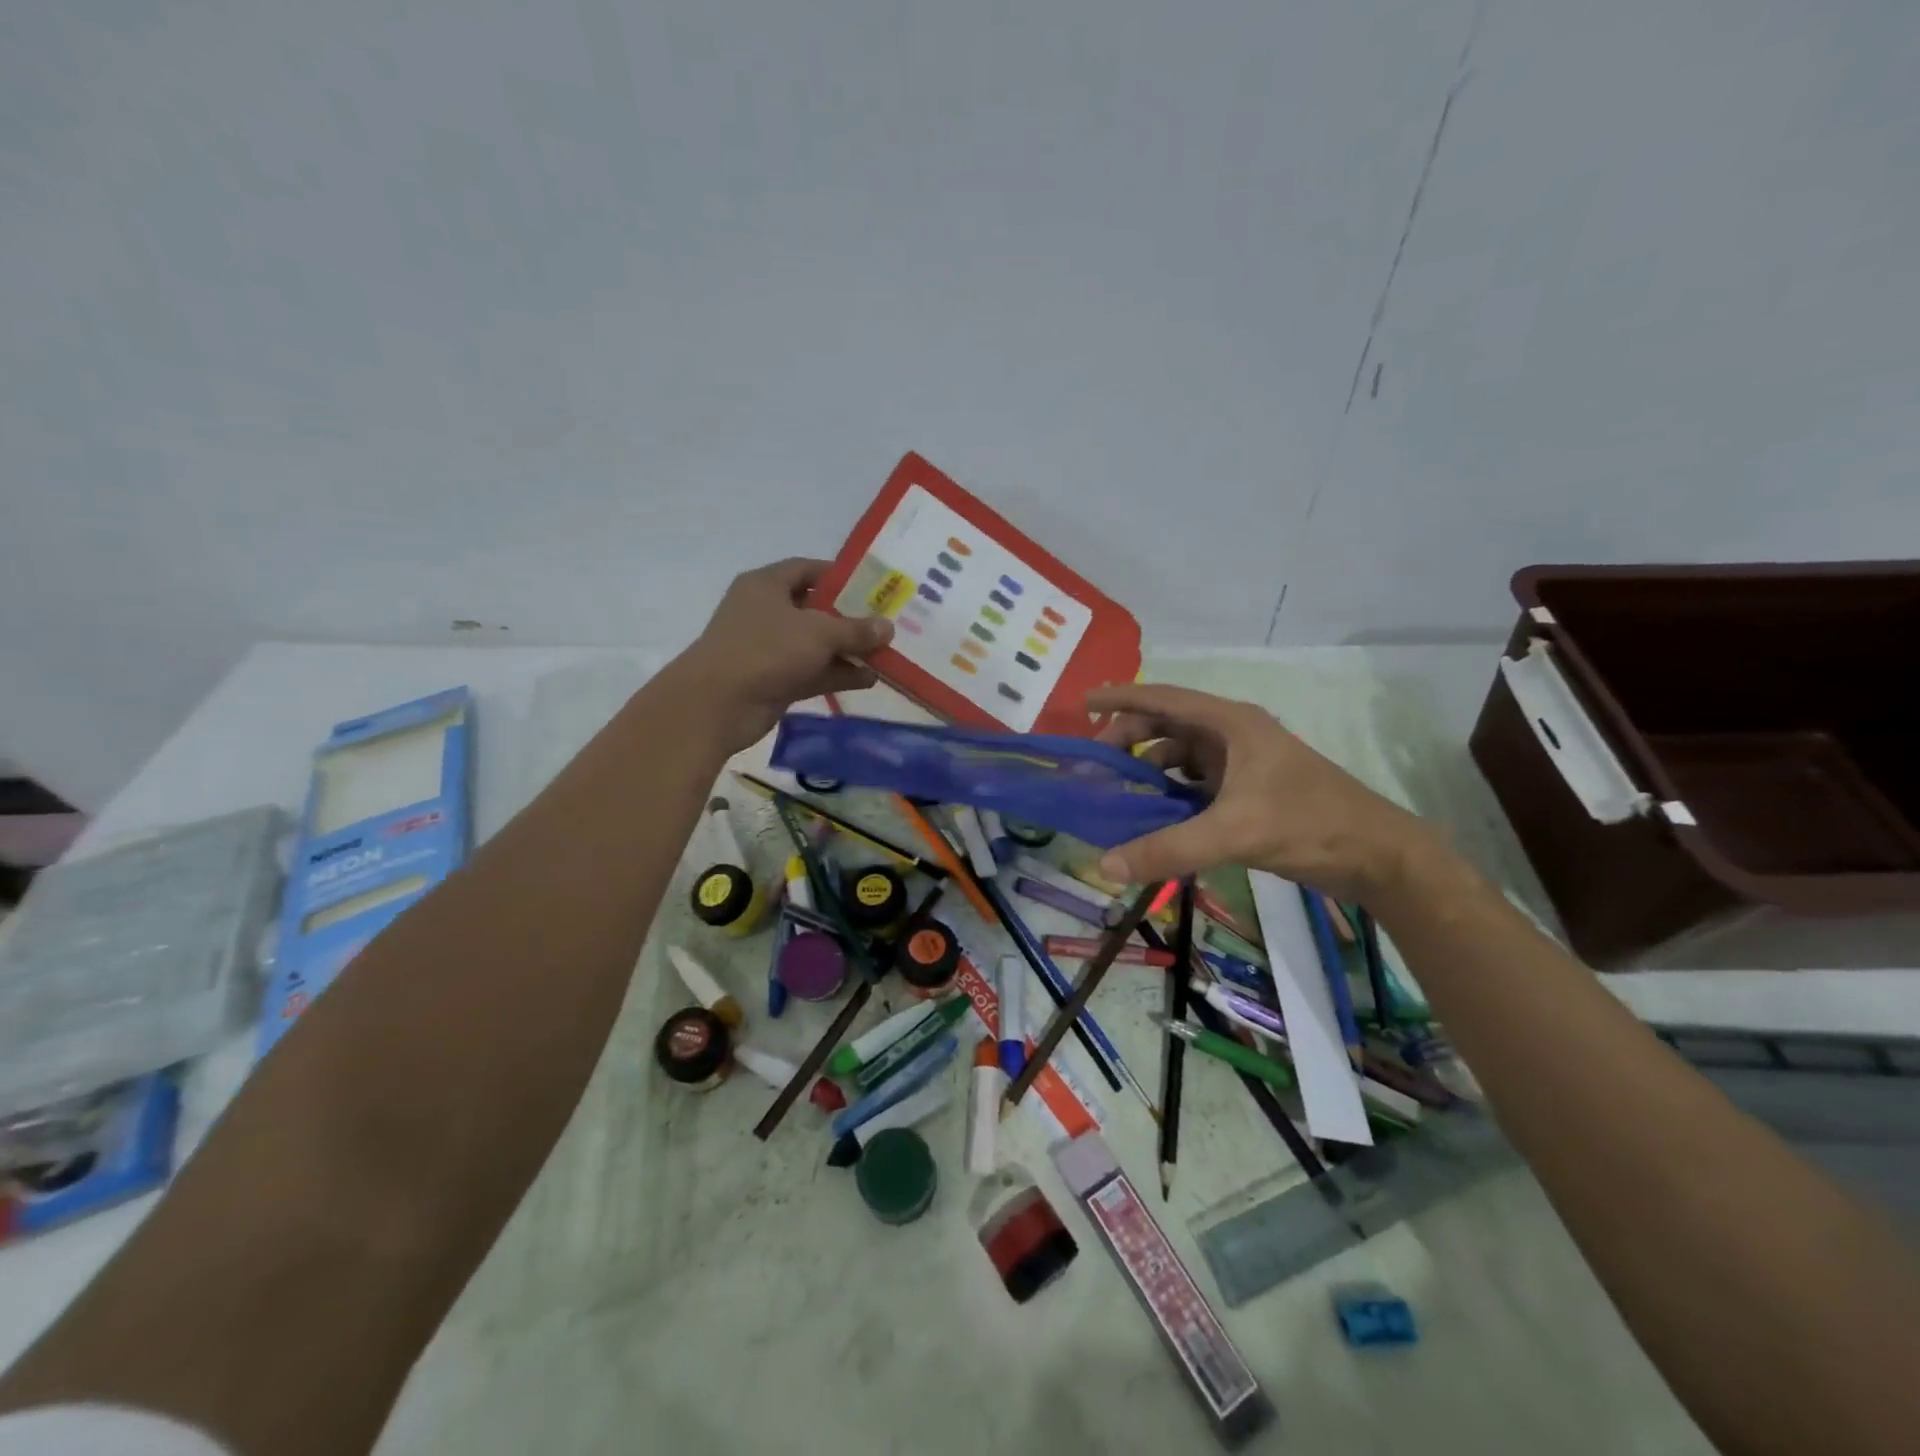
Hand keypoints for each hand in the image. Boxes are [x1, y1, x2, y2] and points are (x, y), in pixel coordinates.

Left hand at [675, 558, 893, 749]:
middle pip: (815, 609)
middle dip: (850, 618)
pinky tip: (869, 679)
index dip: (839, 576)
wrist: (717, 704)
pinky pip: (812, 672)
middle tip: (885, 623)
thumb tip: (888, 627)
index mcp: (766, 585)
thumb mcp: (818, 632)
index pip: (806, 569)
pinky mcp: (774, 680)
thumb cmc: (766, 650)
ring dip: (848, 650)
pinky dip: (837, 674)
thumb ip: (855, 629)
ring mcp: (769, 648)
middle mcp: (766, 612)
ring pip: (816, 644)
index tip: (871, 586)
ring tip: (886, 655)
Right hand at [1086, 682, 1444, 902]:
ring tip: (1116, 793)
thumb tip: (1104, 866)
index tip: (1082, 703)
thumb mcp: (1234, 833)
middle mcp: (1233, 735)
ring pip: (1180, 757)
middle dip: (1128, 739)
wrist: (1378, 855)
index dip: (1120, 698)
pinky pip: (1195, 785)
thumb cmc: (1308, 824)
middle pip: (1167, 726)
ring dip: (1148, 770)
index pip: (1163, 698)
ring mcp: (1242, 764)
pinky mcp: (1248, 791)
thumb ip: (1168, 848)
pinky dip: (1170, 795)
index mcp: (1230, 724)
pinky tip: (1153, 816)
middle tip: (1094, 766)